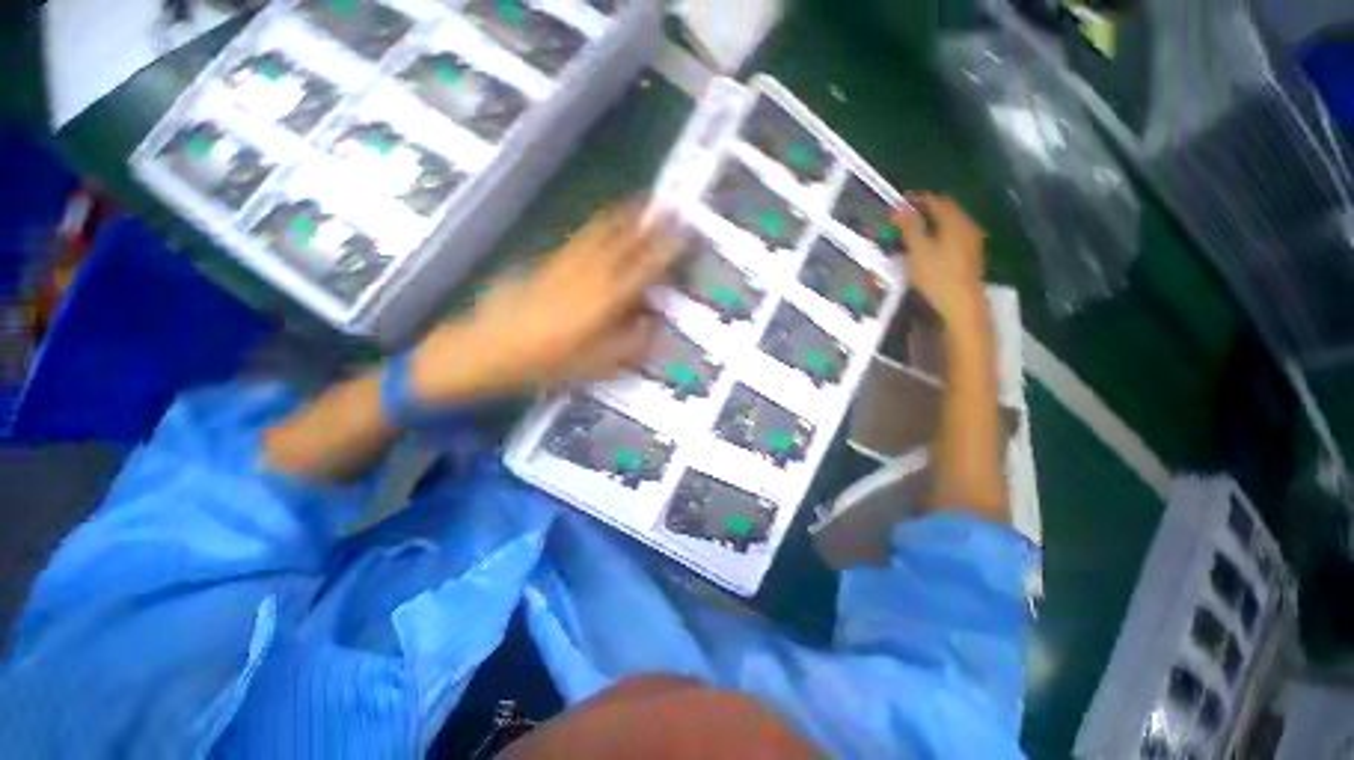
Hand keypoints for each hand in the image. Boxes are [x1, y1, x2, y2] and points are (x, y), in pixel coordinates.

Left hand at [411, 203, 682, 404]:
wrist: (492, 348)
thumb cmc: (549, 362)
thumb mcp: (597, 364)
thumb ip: (631, 343)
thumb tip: (655, 323)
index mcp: (606, 300)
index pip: (644, 269)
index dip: (666, 250)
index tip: (684, 235)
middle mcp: (591, 275)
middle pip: (624, 241)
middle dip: (649, 222)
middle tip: (669, 206)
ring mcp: (569, 264)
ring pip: (602, 232)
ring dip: (624, 215)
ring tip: (642, 201)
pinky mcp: (551, 262)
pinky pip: (582, 237)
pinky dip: (599, 225)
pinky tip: (604, 221)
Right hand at [894, 193, 986, 327]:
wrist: (962, 303)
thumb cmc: (937, 276)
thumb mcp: (918, 251)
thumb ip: (909, 227)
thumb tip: (899, 207)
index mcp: (954, 222)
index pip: (935, 200)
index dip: (917, 199)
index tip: (899, 203)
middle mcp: (967, 225)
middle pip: (945, 209)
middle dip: (925, 209)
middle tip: (904, 217)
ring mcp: (972, 239)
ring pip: (950, 222)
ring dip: (933, 222)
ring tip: (914, 231)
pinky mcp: (971, 253)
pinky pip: (954, 233)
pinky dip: (940, 232)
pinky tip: (929, 245)